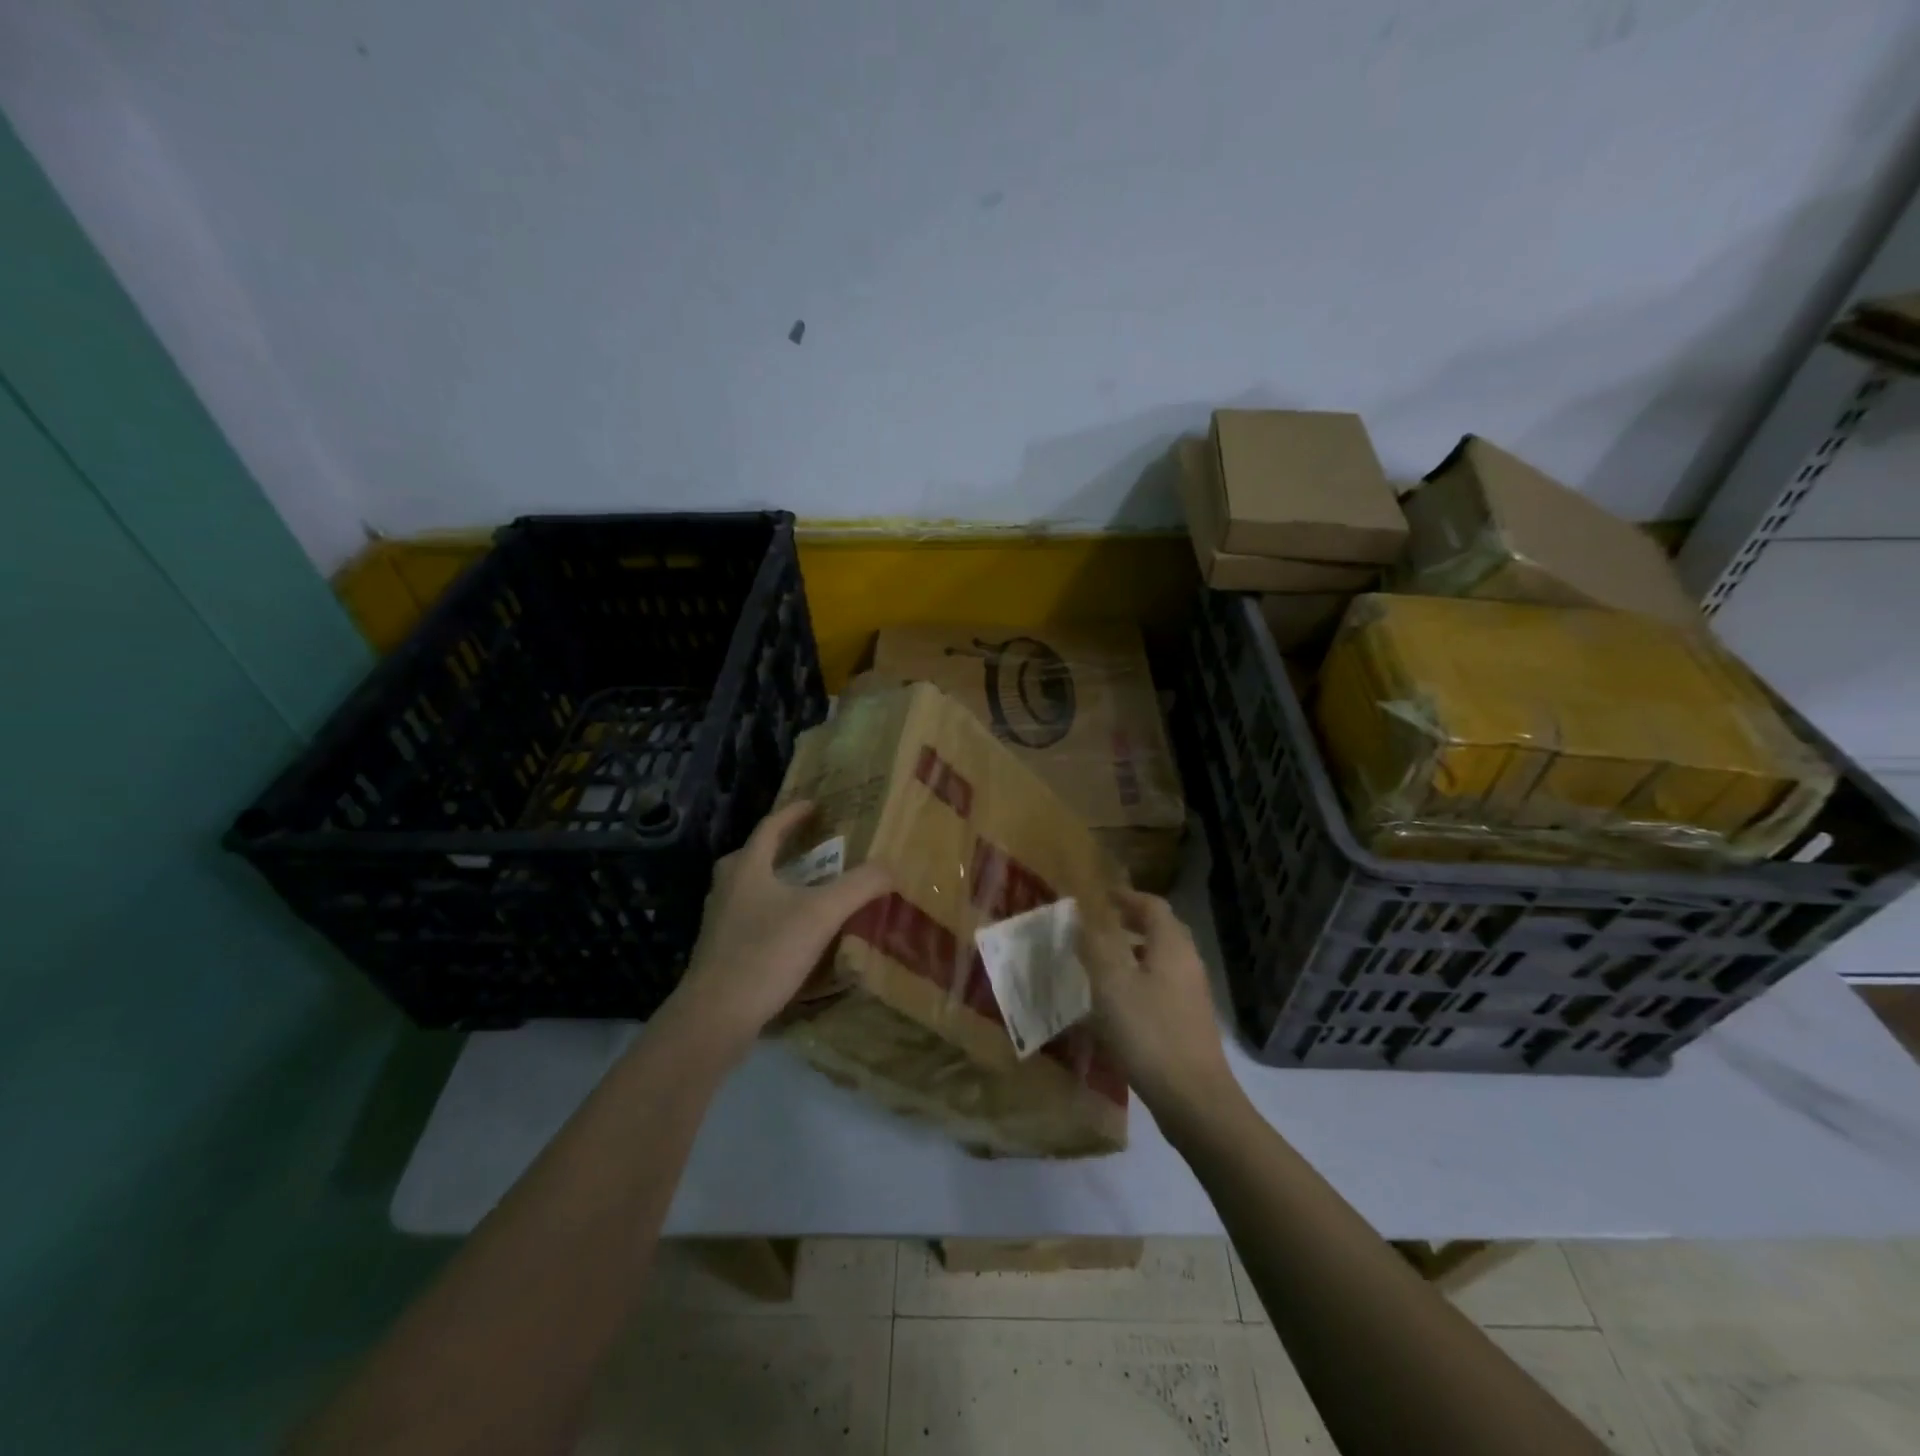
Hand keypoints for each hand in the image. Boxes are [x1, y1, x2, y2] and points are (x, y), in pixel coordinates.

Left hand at [668, 801, 891, 1053]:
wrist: (715, 1016)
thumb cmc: (766, 953)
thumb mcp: (822, 914)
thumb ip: (859, 886)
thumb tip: (892, 867)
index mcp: (747, 868)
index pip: (770, 827)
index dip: (794, 813)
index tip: (815, 805)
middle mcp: (727, 888)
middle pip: (753, 856)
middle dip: (780, 848)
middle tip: (809, 848)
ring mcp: (719, 921)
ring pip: (749, 889)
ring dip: (775, 882)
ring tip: (805, 890)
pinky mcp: (719, 952)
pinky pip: (749, 919)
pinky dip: (770, 914)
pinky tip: (791, 934)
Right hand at [1078, 890, 1236, 1115]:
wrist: (1194, 1099)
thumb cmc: (1149, 1032)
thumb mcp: (1111, 985)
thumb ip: (1095, 947)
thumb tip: (1081, 918)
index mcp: (1172, 946)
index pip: (1153, 906)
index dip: (1127, 897)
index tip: (1102, 897)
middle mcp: (1188, 963)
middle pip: (1163, 930)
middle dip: (1133, 921)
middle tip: (1104, 923)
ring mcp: (1193, 994)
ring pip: (1163, 959)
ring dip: (1136, 951)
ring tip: (1104, 960)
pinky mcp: (1190, 1021)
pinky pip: (1163, 985)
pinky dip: (1141, 978)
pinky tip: (1119, 1001)